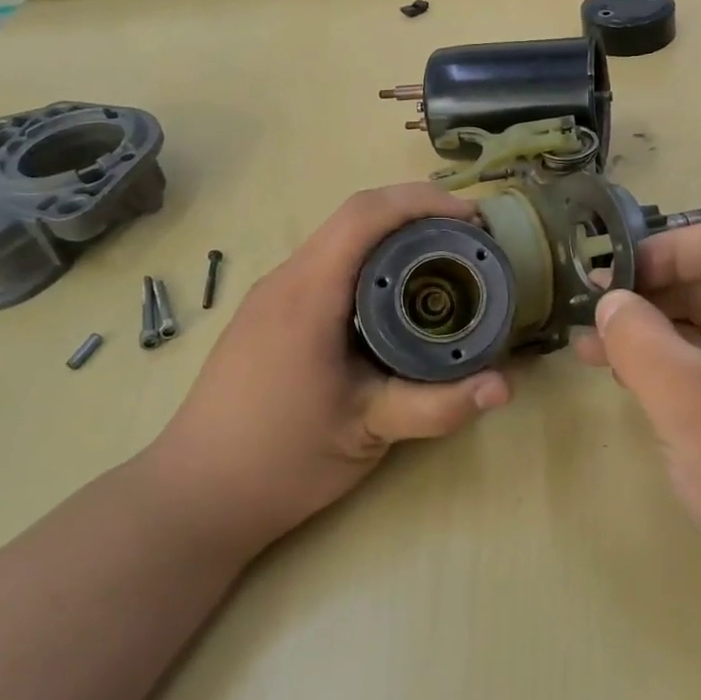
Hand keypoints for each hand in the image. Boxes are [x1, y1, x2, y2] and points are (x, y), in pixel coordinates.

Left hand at [151, 184, 510, 555]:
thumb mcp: (368, 431)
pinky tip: (397, 299)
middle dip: (417, 213)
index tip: (473, 218)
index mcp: (308, 293)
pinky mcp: (269, 316)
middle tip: (470, 241)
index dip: (423, 201)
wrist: (194, 498)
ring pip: (340, 240)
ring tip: (444, 262)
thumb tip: (506, 386)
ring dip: (394, 237)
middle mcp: (286, 279)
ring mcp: (272, 296)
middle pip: (355, 217)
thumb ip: (439, 406)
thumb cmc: (279, 460)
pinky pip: (327, 266)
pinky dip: (371, 262)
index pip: (365, 214)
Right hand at [575, 221, 700, 622]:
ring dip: (664, 336)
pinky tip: (646, 385)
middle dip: (652, 299)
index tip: (606, 280)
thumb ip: (635, 336)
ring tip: (600, 356)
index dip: (656, 252)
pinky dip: (691, 368)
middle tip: (591, 322)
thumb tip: (612, 301)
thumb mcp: (683, 398)